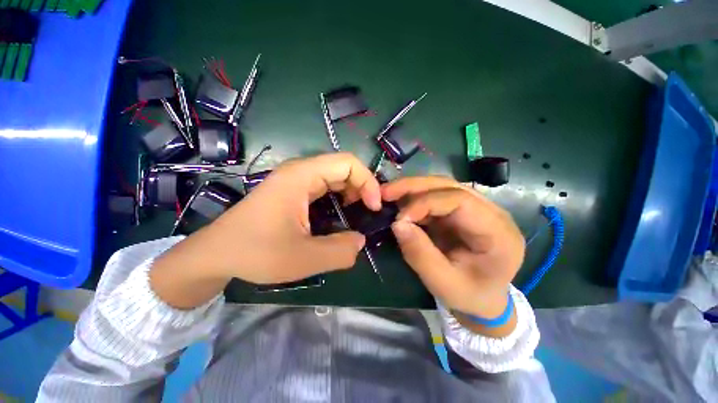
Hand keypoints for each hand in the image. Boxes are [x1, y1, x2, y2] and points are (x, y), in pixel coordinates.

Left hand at [209, 152, 380, 282]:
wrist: (216, 254)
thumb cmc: (255, 253)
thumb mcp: (303, 259)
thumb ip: (340, 252)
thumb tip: (361, 241)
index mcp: (301, 176)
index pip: (348, 163)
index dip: (368, 181)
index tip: (374, 208)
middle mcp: (299, 171)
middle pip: (343, 167)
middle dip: (363, 187)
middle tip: (369, 213)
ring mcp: (295, 180)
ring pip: (335, 176)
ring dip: (352, 192)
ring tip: (357, 214)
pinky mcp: (293, 191)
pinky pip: (325, 186)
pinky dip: (340, 197)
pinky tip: (340, 215)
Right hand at [382, 177, 524, 320]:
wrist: (484, 298)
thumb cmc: (470, 296)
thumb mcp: (443, 284)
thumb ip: (420, 254)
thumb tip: (397, 224)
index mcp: (498, 233)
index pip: (460, 201)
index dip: (426, 204)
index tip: (400, 218)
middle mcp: (492, 212)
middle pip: (450, 186)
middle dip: (414, 187)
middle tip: (386, 192)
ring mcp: (477, 208)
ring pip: (442, 186)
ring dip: (412, 188)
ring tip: (388, 194)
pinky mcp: (462, 210)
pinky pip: (436, 196)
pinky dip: (415, 197)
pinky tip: (400, 202)